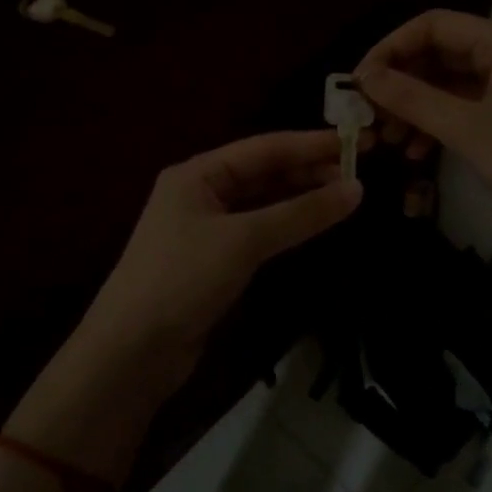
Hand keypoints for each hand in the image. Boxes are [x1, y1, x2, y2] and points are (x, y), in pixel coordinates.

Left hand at [80, 128, 360, 378]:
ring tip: (345, 195)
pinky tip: (313, 225)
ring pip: (263, 203)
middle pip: (263, 173)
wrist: (132, 350)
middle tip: (358, 172)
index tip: (356, 141)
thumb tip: (357, 190)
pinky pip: (258, 231)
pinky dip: (286, 226)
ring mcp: (206, 228)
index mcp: (197, 173)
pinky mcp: (213, 261)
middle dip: (308, 170)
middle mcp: (200, 193)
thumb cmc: (183, 279)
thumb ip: (301, 214)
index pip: (264, 148)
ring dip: (300, 198)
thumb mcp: (244, 240)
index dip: (311, 144)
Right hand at [355, 10, 491, 278]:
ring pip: (448, 85)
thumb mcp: (466, 129)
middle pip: (438, 54)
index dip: (391, 48)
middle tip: (368, 114)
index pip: (433, 25)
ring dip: (414, 108)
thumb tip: (364, 77)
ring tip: (386, 139)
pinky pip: (463, 109)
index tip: (359, 82)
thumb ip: (413, 99)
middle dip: (400, 83)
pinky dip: (436, 125)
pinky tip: (416, 153)